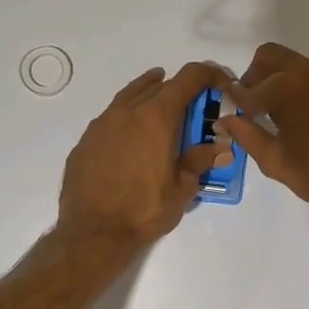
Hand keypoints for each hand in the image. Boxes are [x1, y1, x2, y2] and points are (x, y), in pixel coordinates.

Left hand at [57, 62, 231, 247]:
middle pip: (159, 85)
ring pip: (130, 96)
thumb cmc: (144, 210)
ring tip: (161, 101)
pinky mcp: (85, 141)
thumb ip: (201, 161)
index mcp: (157, 117)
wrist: (93, 233)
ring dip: (150, 94)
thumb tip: (222, 147)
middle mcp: (128, 111)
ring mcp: (102, 124)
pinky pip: (111, 117)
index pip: (188, 78)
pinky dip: (128, 117)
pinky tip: (131, 136)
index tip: (221, 84)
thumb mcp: (183, 188)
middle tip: (194, 106)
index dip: (209, 75)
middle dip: (181, 89)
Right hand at [216, 43, 308, 222]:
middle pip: (275, 57)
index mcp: (288, 88)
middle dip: (261, 76)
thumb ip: (247, 134)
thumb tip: (224, 118)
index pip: (250, 85)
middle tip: (263, 102)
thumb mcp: (276, 161)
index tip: (239, 107)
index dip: (240, 98)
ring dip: (301, 86)